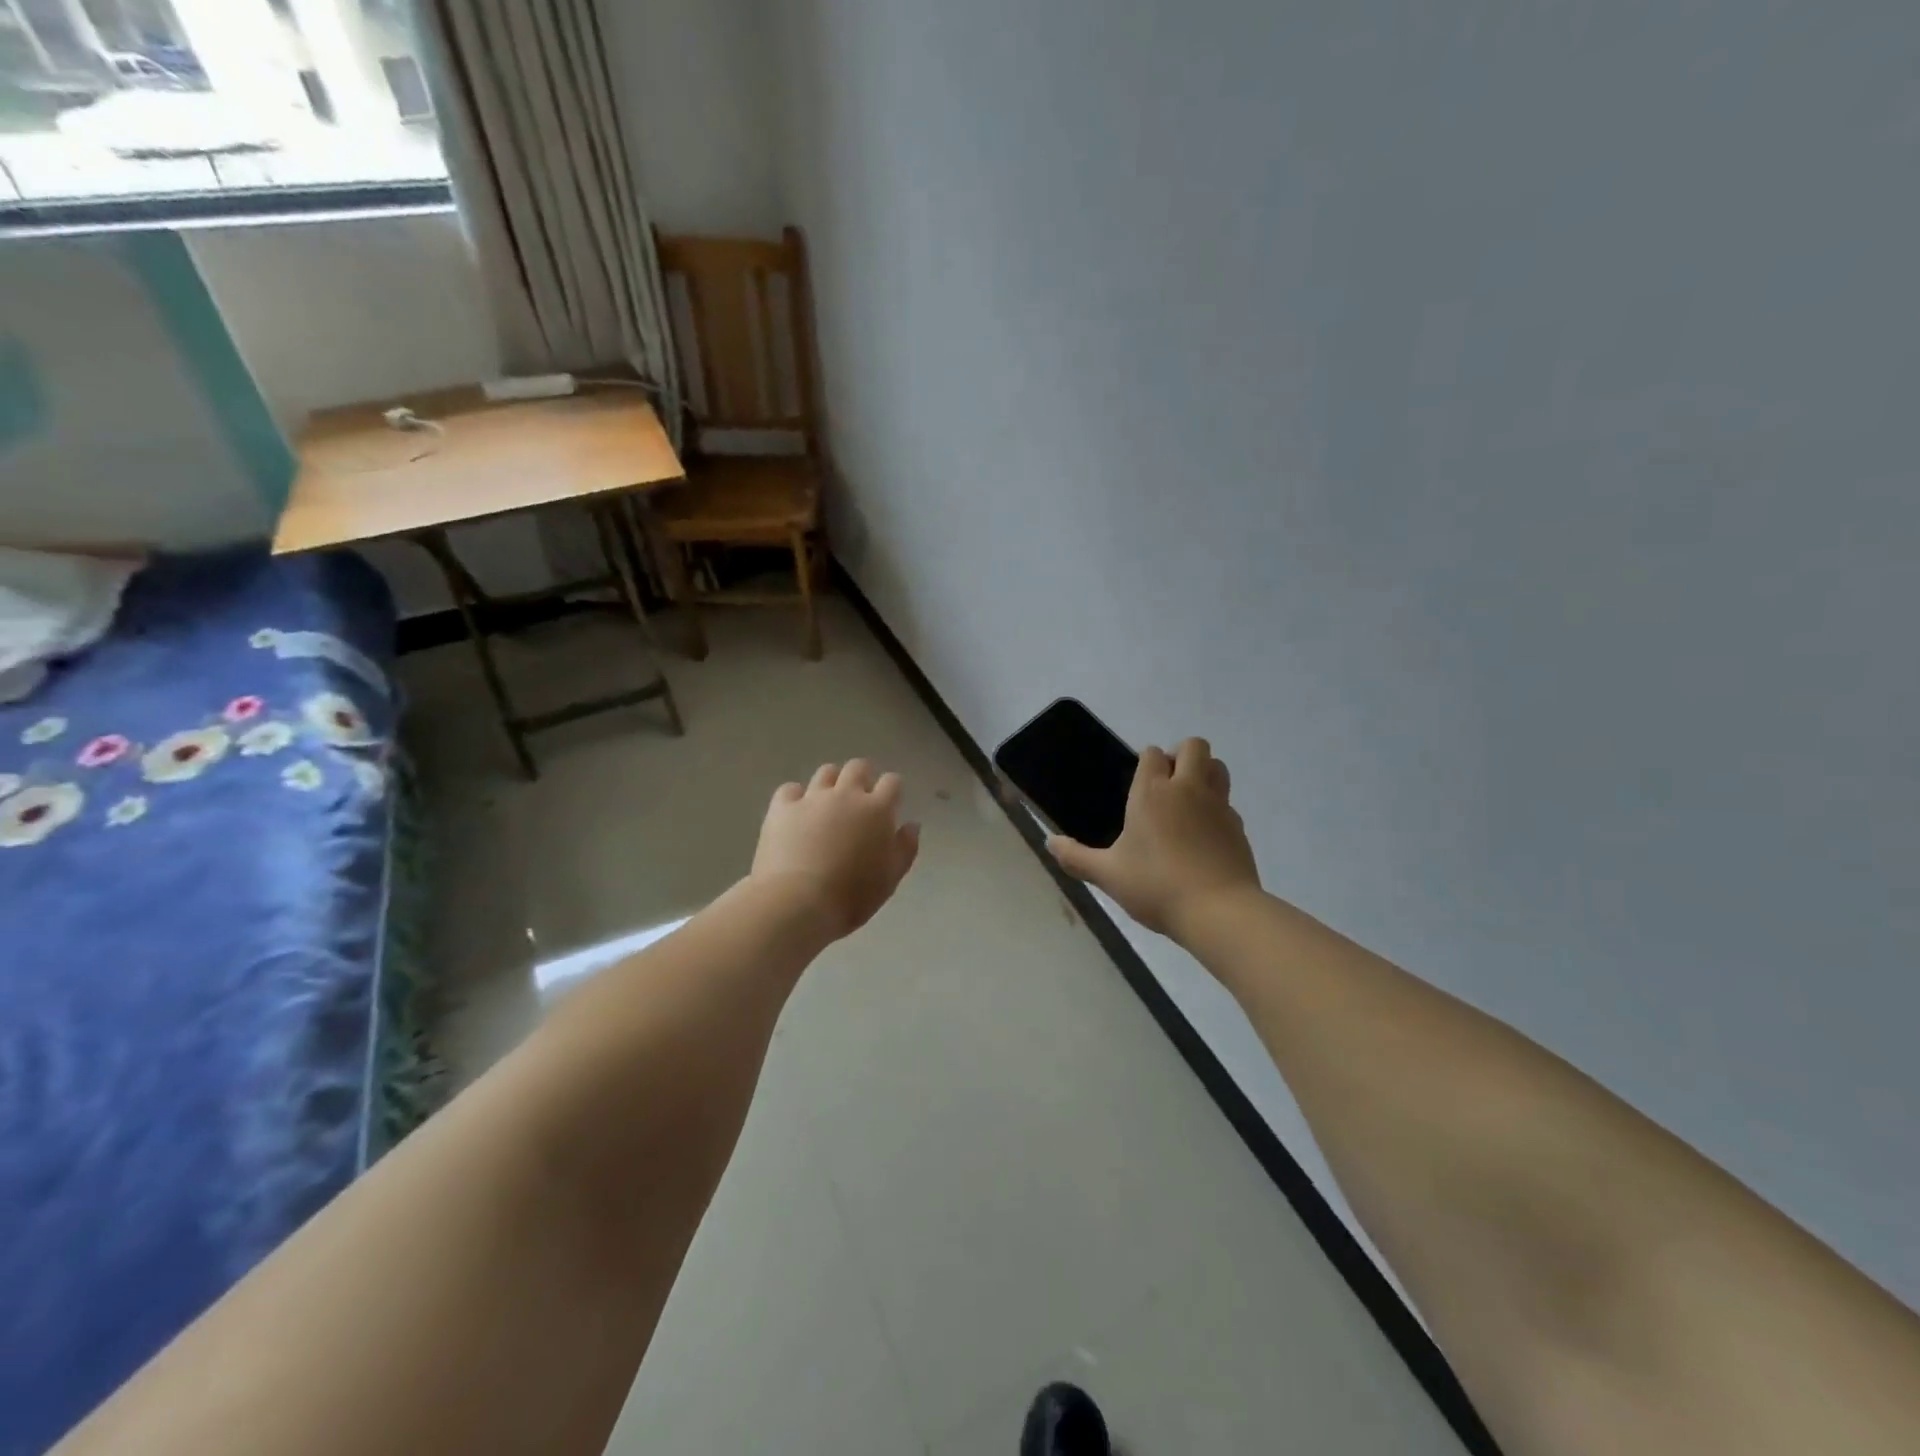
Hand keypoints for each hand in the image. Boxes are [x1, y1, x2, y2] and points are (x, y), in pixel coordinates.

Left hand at [751, 760, 920, 939]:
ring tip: (829, 801)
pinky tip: (796, 812)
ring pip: (826, 772)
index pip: (892, 782)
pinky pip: (790, 789)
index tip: (891, 801)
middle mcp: (846, 795)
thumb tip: (911, 825)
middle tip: (860, 796)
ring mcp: (812, 798)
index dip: (893, 789)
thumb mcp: (890, 878)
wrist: (798, 902)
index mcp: (877, 810)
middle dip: (863, 776)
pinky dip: (796, 796)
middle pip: (858, 767)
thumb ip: (905, 848)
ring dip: (832, 782)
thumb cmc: (852, 896)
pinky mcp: (782, 808)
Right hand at [1048, 738, 1261, 938]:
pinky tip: (1204, 836)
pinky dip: (1217, 809)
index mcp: (1152, 792)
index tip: (1139, 785)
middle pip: (1194, 746)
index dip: (1147, 762)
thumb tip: (1049, 842)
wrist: (1218, 910)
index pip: (1152, 753)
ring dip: (1205, 773)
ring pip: (1218, 767)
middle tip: (1167, 786)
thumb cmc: (1155, 886)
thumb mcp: (1108, 875)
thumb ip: (1077, 857)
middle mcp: (1187, 788)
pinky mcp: (1238, 827)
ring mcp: (1218, 806)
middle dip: (1181, 755)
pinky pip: (1228, 803)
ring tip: (1188, 802)